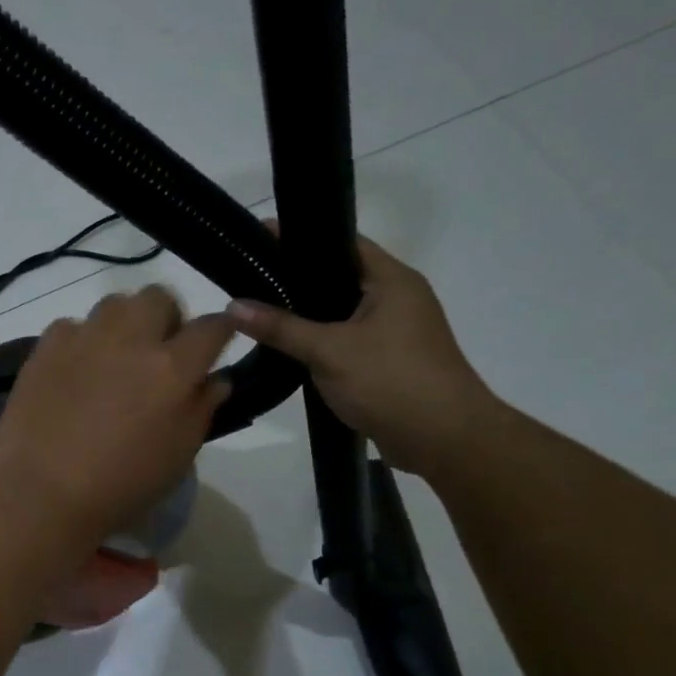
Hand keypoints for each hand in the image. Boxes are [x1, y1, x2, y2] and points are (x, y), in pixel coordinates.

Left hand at [0, 286, 232, 543]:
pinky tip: (74, 372)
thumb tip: (215, 379)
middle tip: (159, 352)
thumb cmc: (121, 486)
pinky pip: (71, 326)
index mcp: (173, 368)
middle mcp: (131, 340)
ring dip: (123, 324)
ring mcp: (84, 339)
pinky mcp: (45, 348)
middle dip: (167, 318)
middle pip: (159, 298)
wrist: (43, 494)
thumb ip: (202, 409)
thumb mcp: (178, 456)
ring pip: (114, 304)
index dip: (221, 329)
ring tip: (114, 358)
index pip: (212, 326)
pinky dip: (80, 341)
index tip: (218, 339)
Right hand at [227, 236, 500, 478]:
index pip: (343, 242)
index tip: (261, 237)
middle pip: (341, 277)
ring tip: (262, 310)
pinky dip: (321, 341)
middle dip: (299, 278)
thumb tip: (232, 305)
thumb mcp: (329, 351)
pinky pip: (347, 340)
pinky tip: (289, 349)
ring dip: (309, 314)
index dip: (302, 237)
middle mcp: (398, 298)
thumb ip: (280, 327)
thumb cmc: (391, 381)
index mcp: (392, 280)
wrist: (443, 439)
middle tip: (252, 276)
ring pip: (343, 312)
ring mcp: (395, 332)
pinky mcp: (388, 362)